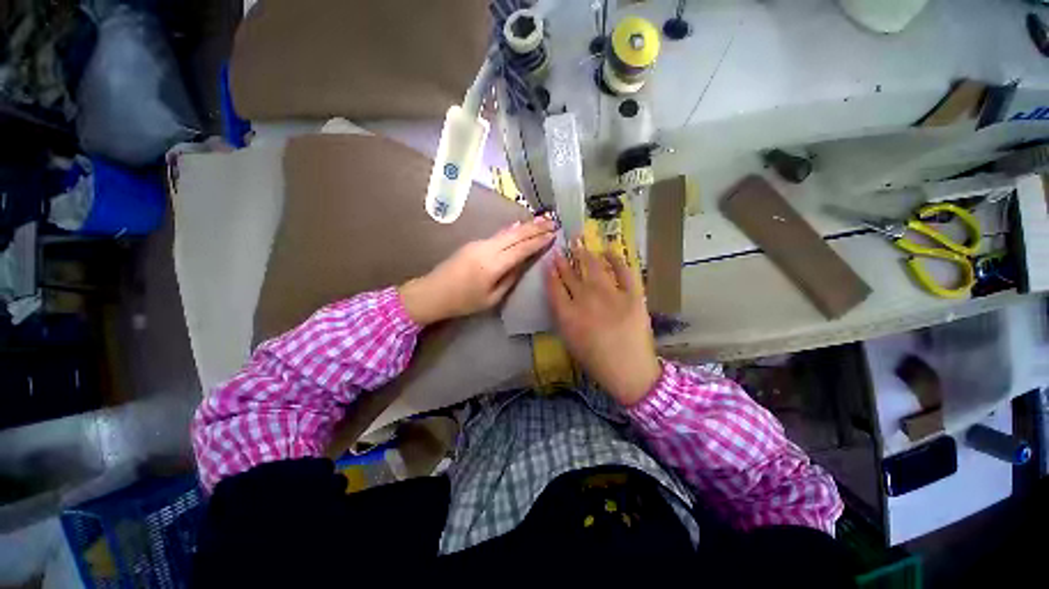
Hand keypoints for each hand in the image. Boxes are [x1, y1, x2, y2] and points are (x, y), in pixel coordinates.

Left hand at [399, 216, 555, 325]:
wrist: (433, 292)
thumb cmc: (463, 302)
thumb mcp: (491, 298)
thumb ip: (509, 279)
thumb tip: (522, 264)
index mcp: (493, 265)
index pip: (521, 249)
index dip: (538, 241)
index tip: (554, 234)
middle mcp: (487, 249)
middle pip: (516, 235)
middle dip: (536, 228)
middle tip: (553, 221)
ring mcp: (479, 243)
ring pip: (507, 231)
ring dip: (526, 226)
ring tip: (542, 220)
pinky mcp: (474, 243)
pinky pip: (499, 234)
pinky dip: (513, 230)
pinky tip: (521, 226)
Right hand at [545, 238, 660, 405]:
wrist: (630, 371)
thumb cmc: (595, 360)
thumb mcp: (569, 340)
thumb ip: (562, 315)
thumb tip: (560, 295)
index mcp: (568, 315)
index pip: (554, 287)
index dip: (550, 272)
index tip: (549, 262)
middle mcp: (585, 300)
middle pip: (571, 275)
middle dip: (564, 260)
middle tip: (561, 249)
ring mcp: (610, 295)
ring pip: (593, 267)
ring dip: (584, 253)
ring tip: (579, 242)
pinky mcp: (632, 295)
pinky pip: (624, 271)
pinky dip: (616, 258)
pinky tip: (608, 250)